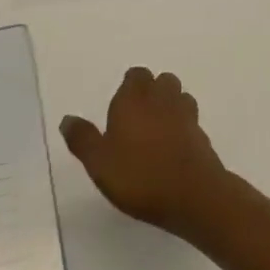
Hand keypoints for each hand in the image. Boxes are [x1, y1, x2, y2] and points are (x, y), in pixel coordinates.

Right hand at [60, 67, 232, 230]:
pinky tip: (172, 147)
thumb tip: (68, 119)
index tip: (119, 106)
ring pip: (180, 97)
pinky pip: (191, 121)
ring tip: (155, 129)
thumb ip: (83, 139)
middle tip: (136, 116)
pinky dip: (182, 127)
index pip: (136, 75)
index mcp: (134, 99)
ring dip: (170, 106)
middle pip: (162, 81)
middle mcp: (163, 100)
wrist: (193, 194)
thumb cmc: (139, 175)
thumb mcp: (99, 162)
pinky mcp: (202, 136)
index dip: (129, 86)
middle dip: (152, 91)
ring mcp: (187, 116)